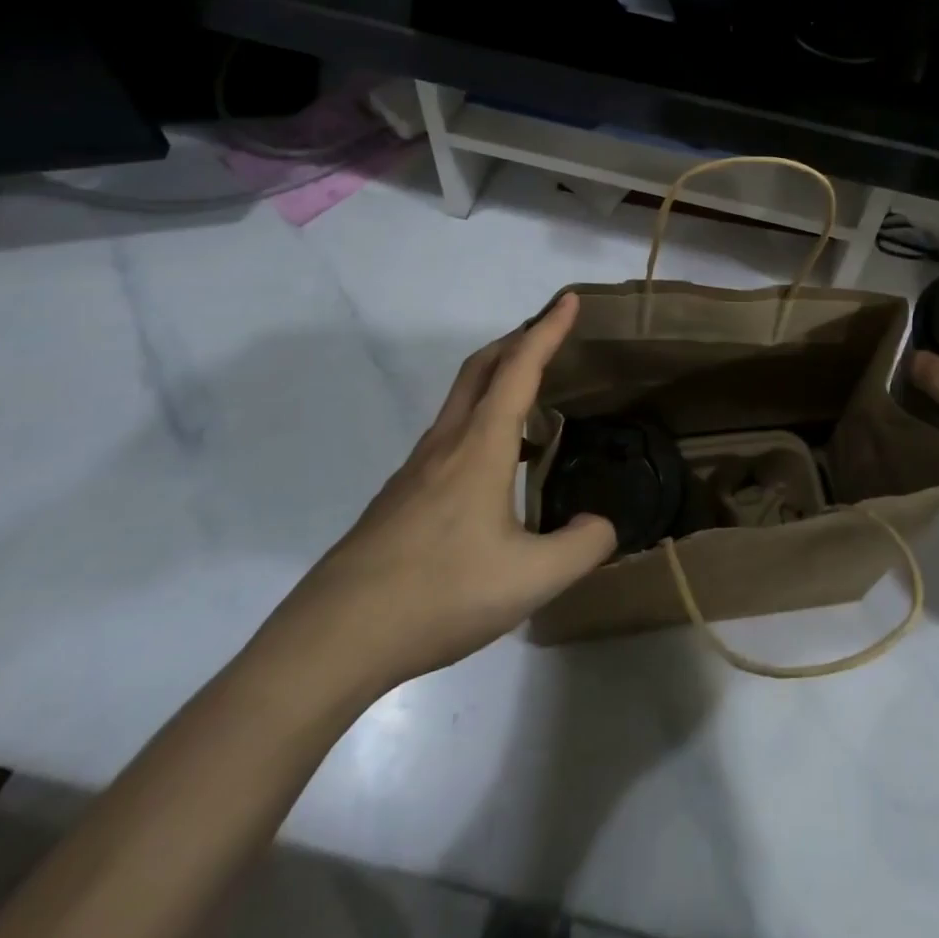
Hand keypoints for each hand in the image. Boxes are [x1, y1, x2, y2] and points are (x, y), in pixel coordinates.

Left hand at [267, 294, 614, 701]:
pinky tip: (493, 463)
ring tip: (530, 395)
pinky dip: (480, 420)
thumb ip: (582, 547)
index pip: (519, 369)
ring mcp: (416, 470)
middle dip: (517, 339)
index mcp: (479, 448)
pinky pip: (449, 435)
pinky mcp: (400, 497)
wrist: (334, 638)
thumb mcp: (531, 579)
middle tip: (549, 333)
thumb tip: (604, 523)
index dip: (547, 330)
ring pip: (460, 401)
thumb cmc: (439, 594)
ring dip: (495, 378)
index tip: (568, 299)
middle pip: (480, 369)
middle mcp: (446, 445)